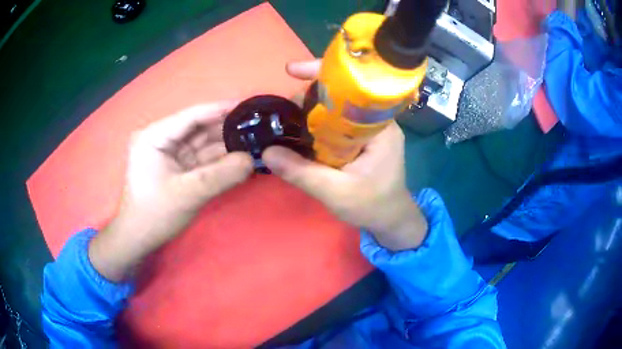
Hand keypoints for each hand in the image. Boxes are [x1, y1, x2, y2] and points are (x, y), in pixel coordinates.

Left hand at [89, 103, 253, 281]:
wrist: (140, 239)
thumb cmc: (155, 214)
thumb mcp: (188, 194)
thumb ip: (220, 176)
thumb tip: (251, 160)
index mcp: (155, 136)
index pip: (191, 116)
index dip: (220, 109)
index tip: (248, 106)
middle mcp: (162, 139)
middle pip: (199, 128)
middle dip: (226, 129)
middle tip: (257, 128)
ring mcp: (170, 154)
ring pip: (203, 143)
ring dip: (226, 144)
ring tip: (254, 141)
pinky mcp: (178, 167)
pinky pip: (202, 159)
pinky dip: (220, 160)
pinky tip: (241, 158)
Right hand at [263, 61, 427, 250]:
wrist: (391, 220)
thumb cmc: (372, 206)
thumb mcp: (335, 193)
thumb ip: (302, 172)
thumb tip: (267, 152)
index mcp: (380, 126)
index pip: (352, 87)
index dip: (322, 74)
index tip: (292, 70)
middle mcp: (377, 120)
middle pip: (342, 92)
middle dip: (310, 93)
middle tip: (283, 108)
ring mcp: (369, 128)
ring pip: (337, 106)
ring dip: (310, 107)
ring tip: (286, 117)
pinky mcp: (361, 137)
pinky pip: (337, 120)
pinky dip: (316, 120)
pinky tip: (299, 127)